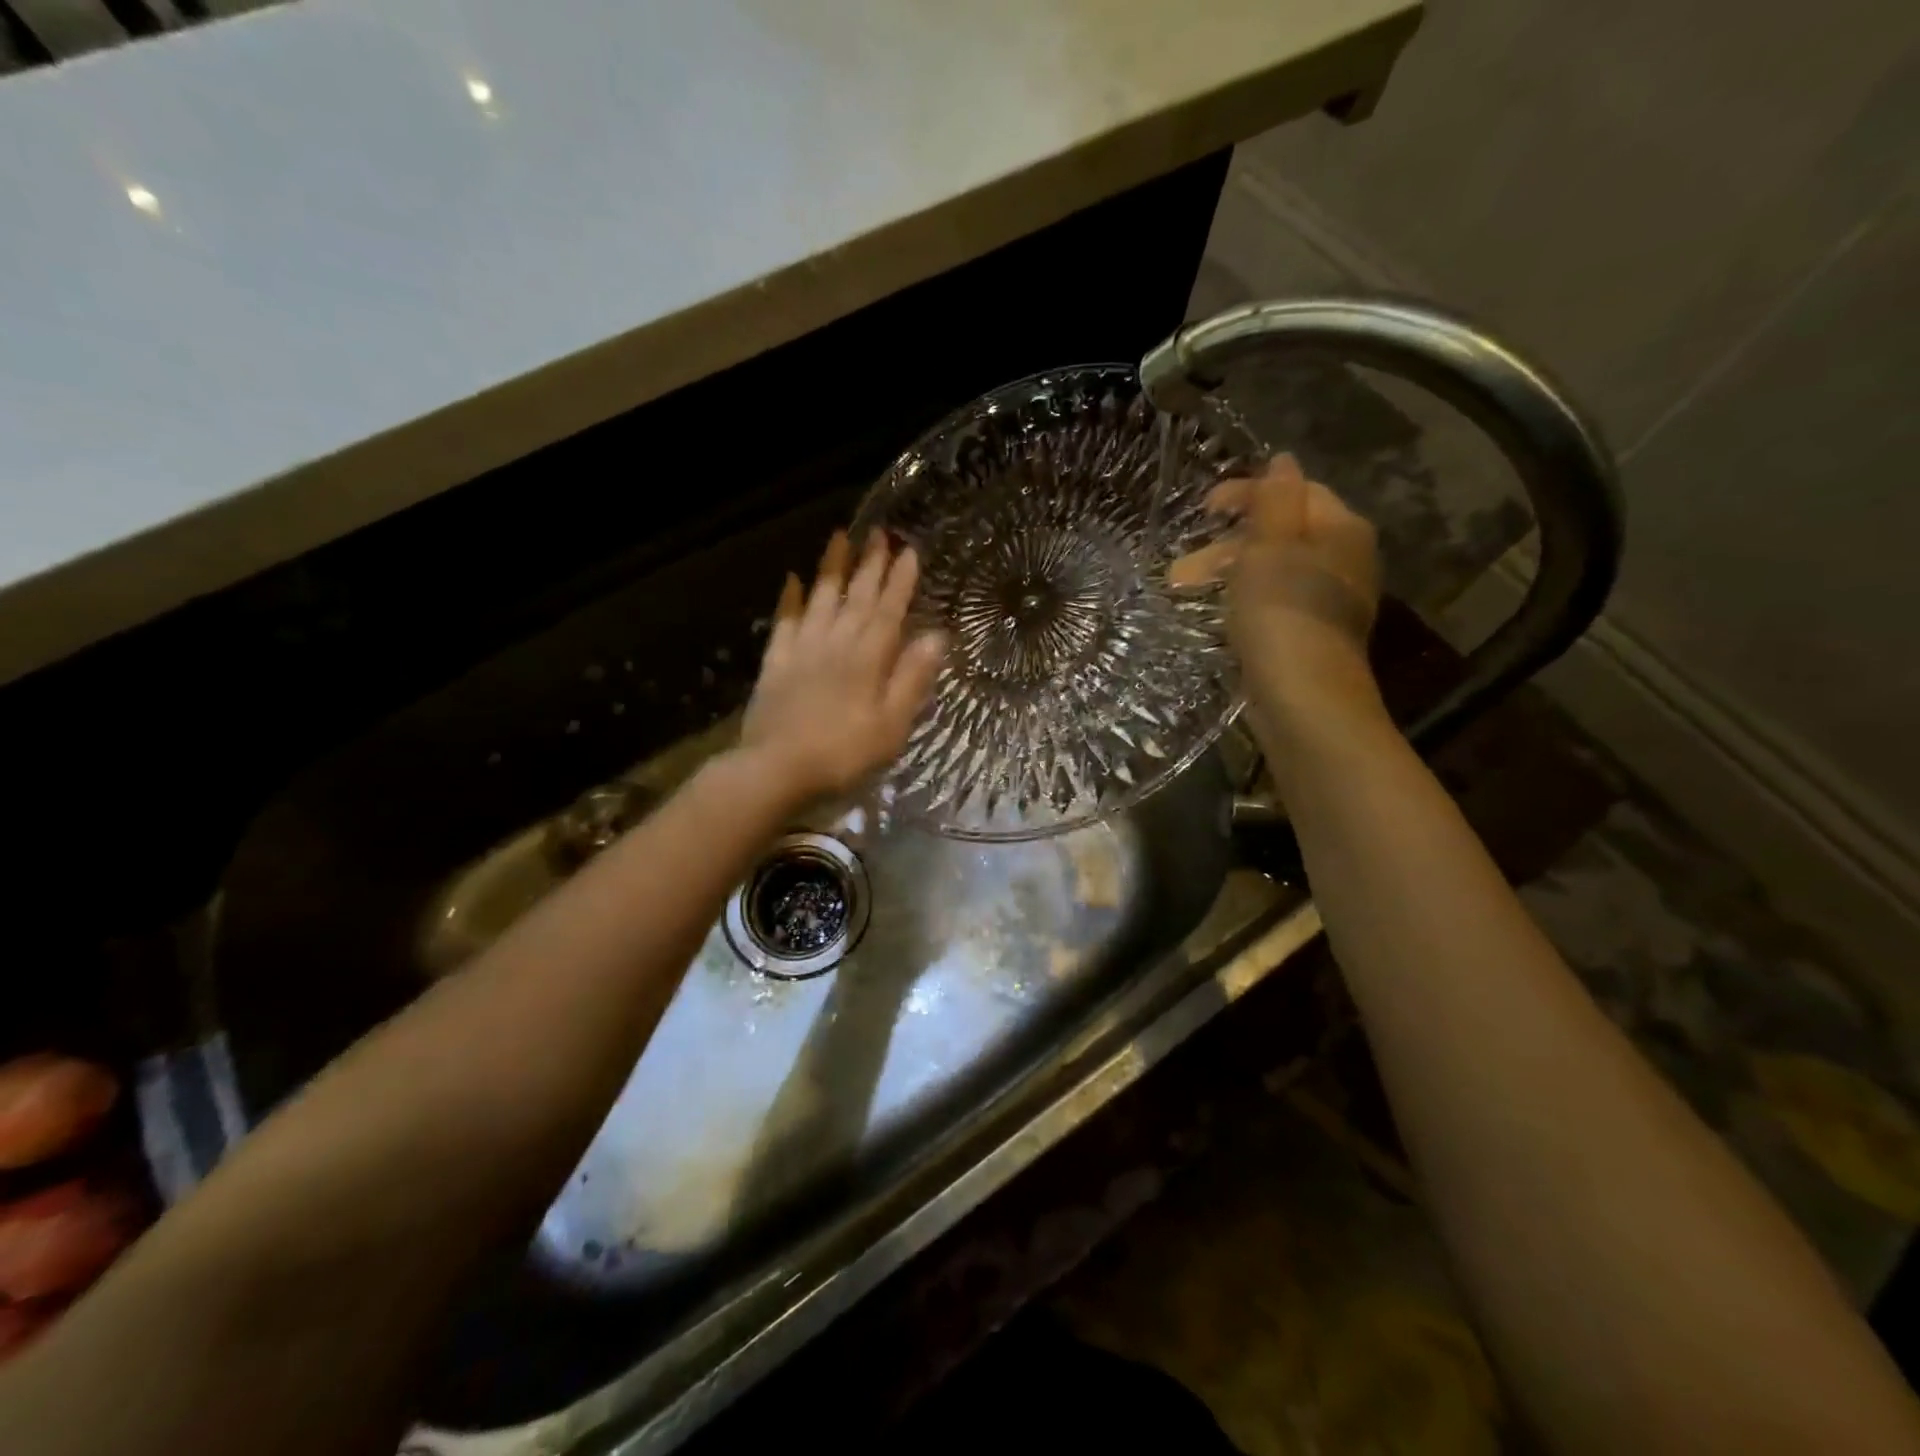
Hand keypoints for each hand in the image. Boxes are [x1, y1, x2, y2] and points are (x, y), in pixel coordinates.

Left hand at [740, 530, 945, 803]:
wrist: (776, 770)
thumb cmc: (844, 754)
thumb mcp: (891, 725)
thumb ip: (912, 679)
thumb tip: (936, 637)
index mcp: (868, 658)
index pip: (889, 610)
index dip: (900, 580)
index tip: (909, 550)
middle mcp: (836, 643)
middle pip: (856, 597)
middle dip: (870, 564)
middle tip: (879, 532)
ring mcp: (802, 650)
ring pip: (820, 599)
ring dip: (832, 568)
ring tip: (839, 537)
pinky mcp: (775, 664)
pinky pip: (784, 622)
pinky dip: (789, 599)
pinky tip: (792, 579)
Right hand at [1172, 455, 1384, 741]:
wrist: (1303, 698)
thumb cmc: (1282, 613)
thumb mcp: (1269, 547)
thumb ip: (1274, 500)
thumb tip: (1283, 460)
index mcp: (1340, 529)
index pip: (1293, 491)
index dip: (1246, 493)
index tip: (1202, 510)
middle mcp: (1343, 559)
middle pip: (1279, 534)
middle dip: (1225, 545)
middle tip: (1181, 569)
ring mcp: (1329, 601)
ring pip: (1272, 571)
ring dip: (1225, 574)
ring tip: (1183, 593)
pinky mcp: (1311, 635)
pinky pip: (1273, 603)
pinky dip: (1242, 601)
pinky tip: (1216, 616)